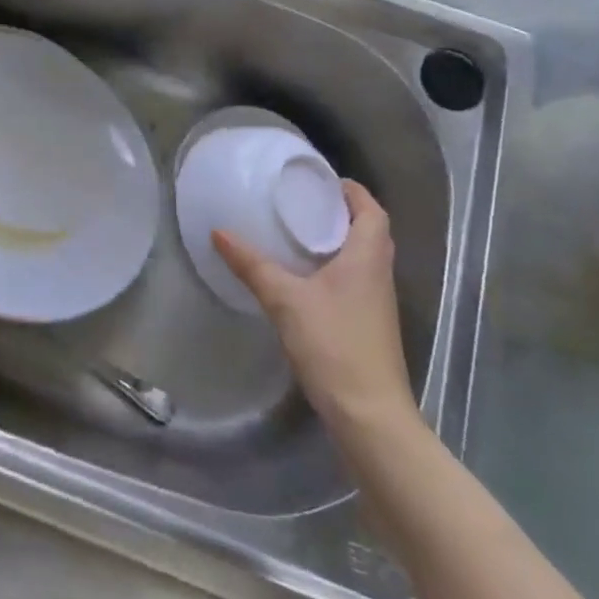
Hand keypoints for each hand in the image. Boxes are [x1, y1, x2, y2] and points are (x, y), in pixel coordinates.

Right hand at [213, 180, 417, 435]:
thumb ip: (252, 265)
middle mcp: (379, 274)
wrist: (369, 416)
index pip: (372, 210)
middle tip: (303, 204)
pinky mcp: (370, 326)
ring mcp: (378, 304)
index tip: (321, 181)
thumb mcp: (285, 300)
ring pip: (363, 258)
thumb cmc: (334, 345)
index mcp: (367, 257)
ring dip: (339, 242)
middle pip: (370, 231)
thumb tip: (219, 232)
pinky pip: (356, 282)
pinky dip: (336, 269)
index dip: (352, 191)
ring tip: (299, 234)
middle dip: (341, 213)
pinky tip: (305, 279)